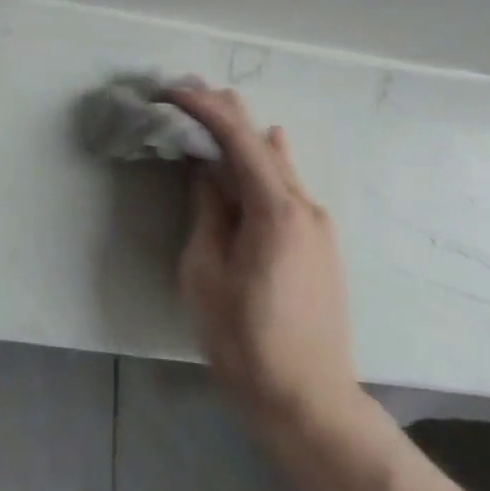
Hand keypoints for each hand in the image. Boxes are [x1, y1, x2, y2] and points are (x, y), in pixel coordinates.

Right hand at [167, 85, 370, 443]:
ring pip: (277, 162)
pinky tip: (262, 143)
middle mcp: (304, 205)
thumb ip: (208, 211)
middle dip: (225, 112)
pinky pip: (287, 185)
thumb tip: (207, 170)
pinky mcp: (318, 242)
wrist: (308, 402)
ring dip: (244, 134)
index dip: (204, 109)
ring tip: (216, 106)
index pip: (238, 140)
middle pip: (261, 142)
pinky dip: (263, 160)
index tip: (171, 91)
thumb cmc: (245, 340)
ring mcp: (317, 224)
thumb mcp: (205, 272)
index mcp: (276, 210)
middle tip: (189, 88)